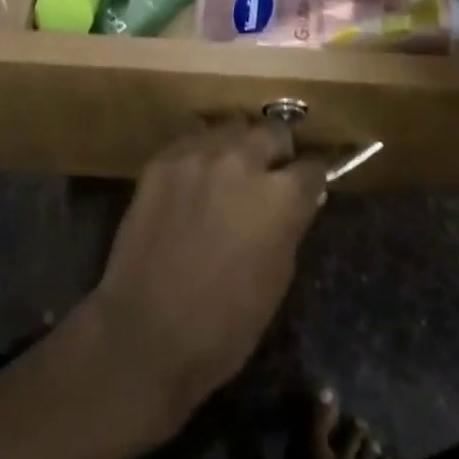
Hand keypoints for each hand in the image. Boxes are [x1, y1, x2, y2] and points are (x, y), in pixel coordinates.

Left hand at [88, 124, 325, 424]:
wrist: (146, 331)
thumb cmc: (224, 325)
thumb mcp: (277, 279)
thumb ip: (289, 227)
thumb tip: (297, 202)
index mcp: (280, 197)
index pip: (312, 168)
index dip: (312, 178)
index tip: (309, 186)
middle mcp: (241, 161)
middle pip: (272, 131)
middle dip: (277, 148)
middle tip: (271, 170)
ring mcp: (197, 156)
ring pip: (230, 127)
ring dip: (238, 144)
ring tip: (232, 167)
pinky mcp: (161, 160)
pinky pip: (191, 140)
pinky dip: (201, 152)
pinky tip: (196, 175)